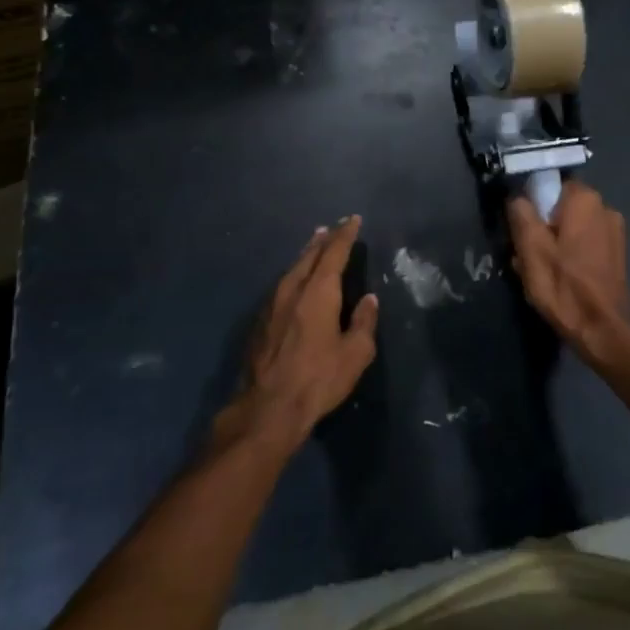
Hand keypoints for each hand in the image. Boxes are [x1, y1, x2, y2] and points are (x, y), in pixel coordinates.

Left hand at [218, 216, 378, 450]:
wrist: (267, 408)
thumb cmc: (318, 379)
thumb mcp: (355, 354)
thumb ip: (363, 322)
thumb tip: (369, 300)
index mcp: (319, 292)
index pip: (334, 253)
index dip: (345, 235)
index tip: (353, 220)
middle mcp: (292, 289)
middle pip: (309, 256)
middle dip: (323, 240)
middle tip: (332, 228)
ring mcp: (271, 305)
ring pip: (291, 269)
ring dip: (305, 255)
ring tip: (314, 246)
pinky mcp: (260, 322)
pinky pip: (281, 285)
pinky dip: (294, 274)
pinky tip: (295, 281)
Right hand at [507, 181, 629, 354]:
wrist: (602, 330)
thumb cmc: (563, 286)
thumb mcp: (531, 249)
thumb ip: (521, 215)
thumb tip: (517, 197)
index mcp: (584, 199)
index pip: (549, 186)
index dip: (532, 207)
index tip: (522, 232)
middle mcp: (605, 207)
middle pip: (560, 208)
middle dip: (543, 227)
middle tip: (527, 255)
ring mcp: (615, 231)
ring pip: (572, 227)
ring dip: (555, 243)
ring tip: (541, 271)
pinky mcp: (617, 253)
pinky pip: (585, 243)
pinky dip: (571, 254)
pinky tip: (561, 277)